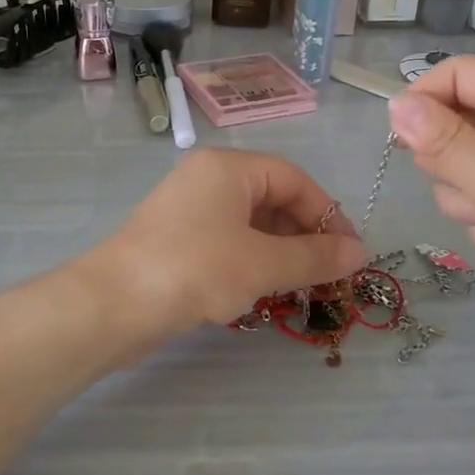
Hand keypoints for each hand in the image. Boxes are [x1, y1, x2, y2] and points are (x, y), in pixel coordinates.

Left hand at [87, 149, 370, 338]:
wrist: (113, 305)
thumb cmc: (195, 270)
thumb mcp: (263, 263)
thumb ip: (315, 257)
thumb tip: (361, 253)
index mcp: (228, 168)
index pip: (294, 179)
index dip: (327, 214)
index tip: (350, 253)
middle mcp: (207, 180)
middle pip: (272, 200)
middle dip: (304, 236)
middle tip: (328, 275)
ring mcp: (187, 211)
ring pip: (250, 225)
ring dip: (280, 254)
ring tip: (300, 287)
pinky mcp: (175, 242)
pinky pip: (227, 244)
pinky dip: (252, 263)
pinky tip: (262, 292)